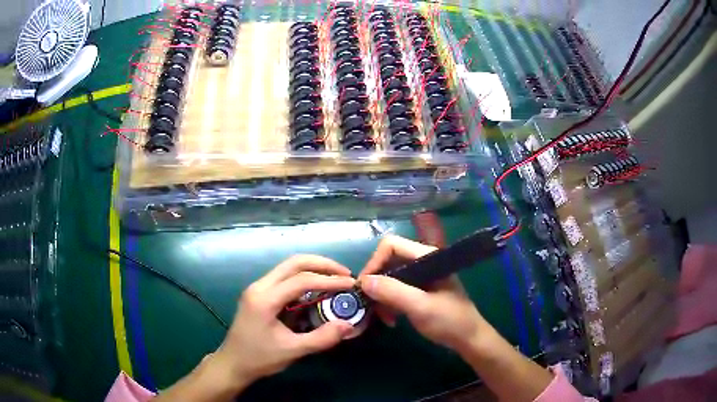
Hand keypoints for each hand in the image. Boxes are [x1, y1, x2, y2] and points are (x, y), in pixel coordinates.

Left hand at [216, 255, 355, 388]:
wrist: (232, 363)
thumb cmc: (259, 358)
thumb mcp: (292, 351)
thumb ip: (321, 338)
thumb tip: (348, 325)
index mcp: (265, 299)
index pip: (301, 280)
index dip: (329, 280)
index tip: (351, 284)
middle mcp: (259, 286)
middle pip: (294, 263)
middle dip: (322, 264)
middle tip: (345, 274)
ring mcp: (257, 288)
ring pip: (288, 267)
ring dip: (313, 269)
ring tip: (335, 279)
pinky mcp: (258, 293)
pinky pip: (284, 278)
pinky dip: (303, 278)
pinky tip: (316, 290)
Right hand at [359, 235, 490, 353]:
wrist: (468, 339)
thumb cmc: (450, 321)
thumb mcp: (420, 307)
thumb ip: (393, 292)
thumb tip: (364, 281)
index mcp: (427, 257)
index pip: (391, 245)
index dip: (374, 262)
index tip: (364, 286)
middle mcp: (422, 262)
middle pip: (388, 261)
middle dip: (377, 283)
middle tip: (370, 305)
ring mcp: (421, 276)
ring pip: (389, 277)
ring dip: (381, 296)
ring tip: (383, 317)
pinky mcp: (419, 290)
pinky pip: (395, 290)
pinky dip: (388, 303)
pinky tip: (391, 319)